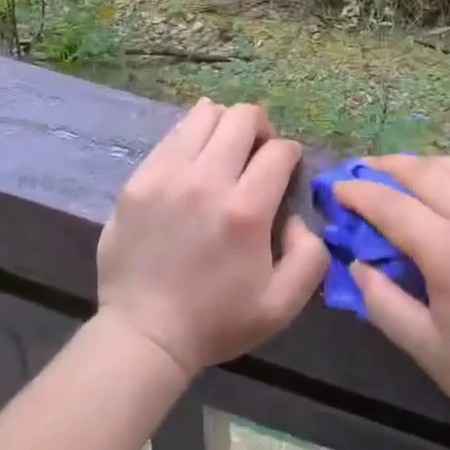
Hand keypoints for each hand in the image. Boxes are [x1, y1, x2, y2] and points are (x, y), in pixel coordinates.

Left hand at [97, 99, 329, 376]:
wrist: (143, 336)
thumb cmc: (216, 321)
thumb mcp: (282, 305)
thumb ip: (310, 256)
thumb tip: (298, 217)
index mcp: (245, 210)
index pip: (279, 150)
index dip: (290, 155)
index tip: (285, 170)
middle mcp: (206, 181)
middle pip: (243, 117)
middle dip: (261, 127)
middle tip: (257, 152)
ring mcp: (167, 175)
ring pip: (205, 113)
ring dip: (224, 125)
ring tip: (224, 150)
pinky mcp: (138, 179)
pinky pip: (173, 135)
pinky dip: (191, 138)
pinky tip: (193, 163)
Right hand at [334, 155, 449, 449]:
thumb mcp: (427, 350)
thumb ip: (384, 302)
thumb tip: (358, 265)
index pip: (392, 205)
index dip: (359, 193)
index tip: (335, 188)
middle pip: (426, 172)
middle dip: (387, 166)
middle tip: (360, 172)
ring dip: (424, 164)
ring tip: (401, 176)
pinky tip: (447, 193)